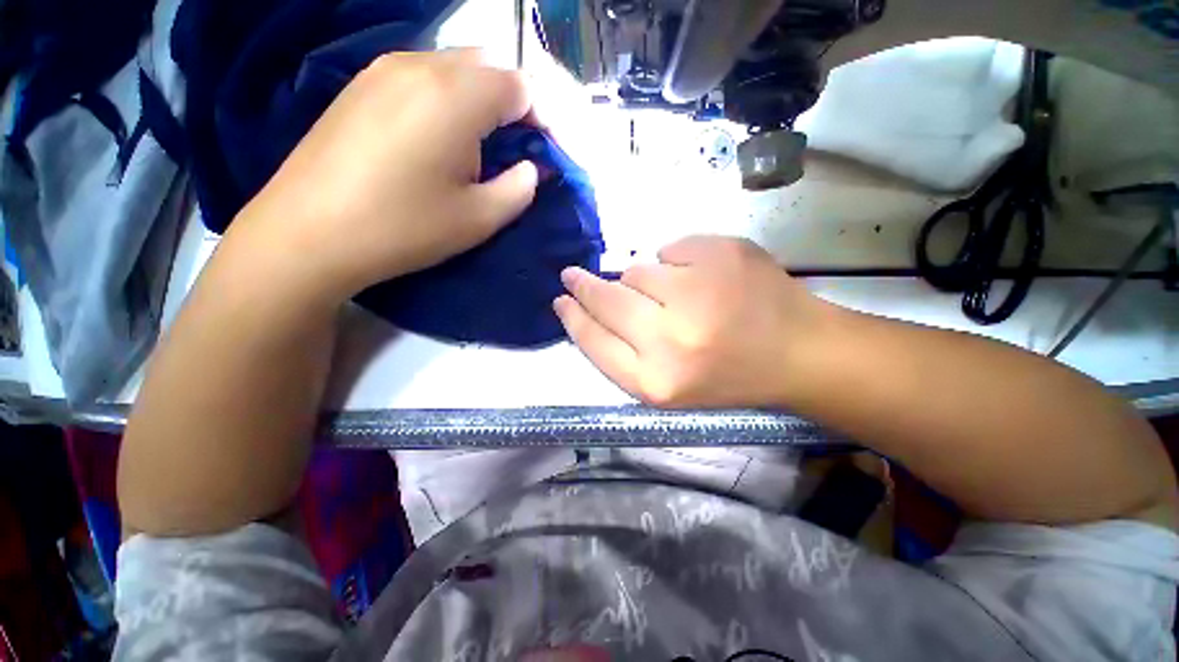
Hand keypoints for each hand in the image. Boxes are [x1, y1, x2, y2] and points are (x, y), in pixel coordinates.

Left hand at [236, 49, 538, 299]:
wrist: (307, 232)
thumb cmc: (403, 228)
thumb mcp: (479, 219)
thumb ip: (519, 188)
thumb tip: (530, 168)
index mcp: (456, 96)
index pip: (522, 86)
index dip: (544, 119)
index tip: (548, 154)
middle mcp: (421, 66)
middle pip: (489, 67)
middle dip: (514, 106)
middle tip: (515, 151)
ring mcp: (384, 69)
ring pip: (455, 68)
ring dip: (480, 102)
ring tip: (477, 149)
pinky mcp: (361, 85)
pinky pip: (422, 77)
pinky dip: (447, 100)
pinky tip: (437, 140)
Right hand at [554, 235, 830, 408]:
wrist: (798, 352)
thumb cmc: (726, 376)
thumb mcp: (665, 386)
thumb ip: (619, 353)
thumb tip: (585, 306)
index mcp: (657, 382)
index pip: (594, 340)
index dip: (573, 317)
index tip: (561, 300)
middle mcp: (673, 339)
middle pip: (607, 299)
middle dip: (585, 286)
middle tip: (573, 276)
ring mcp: (700, 290)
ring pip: (638, 270)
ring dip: (645, 282)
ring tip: (677, 298)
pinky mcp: (723, 253)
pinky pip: (671, 248)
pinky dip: (677, 262)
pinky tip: (702, 280)